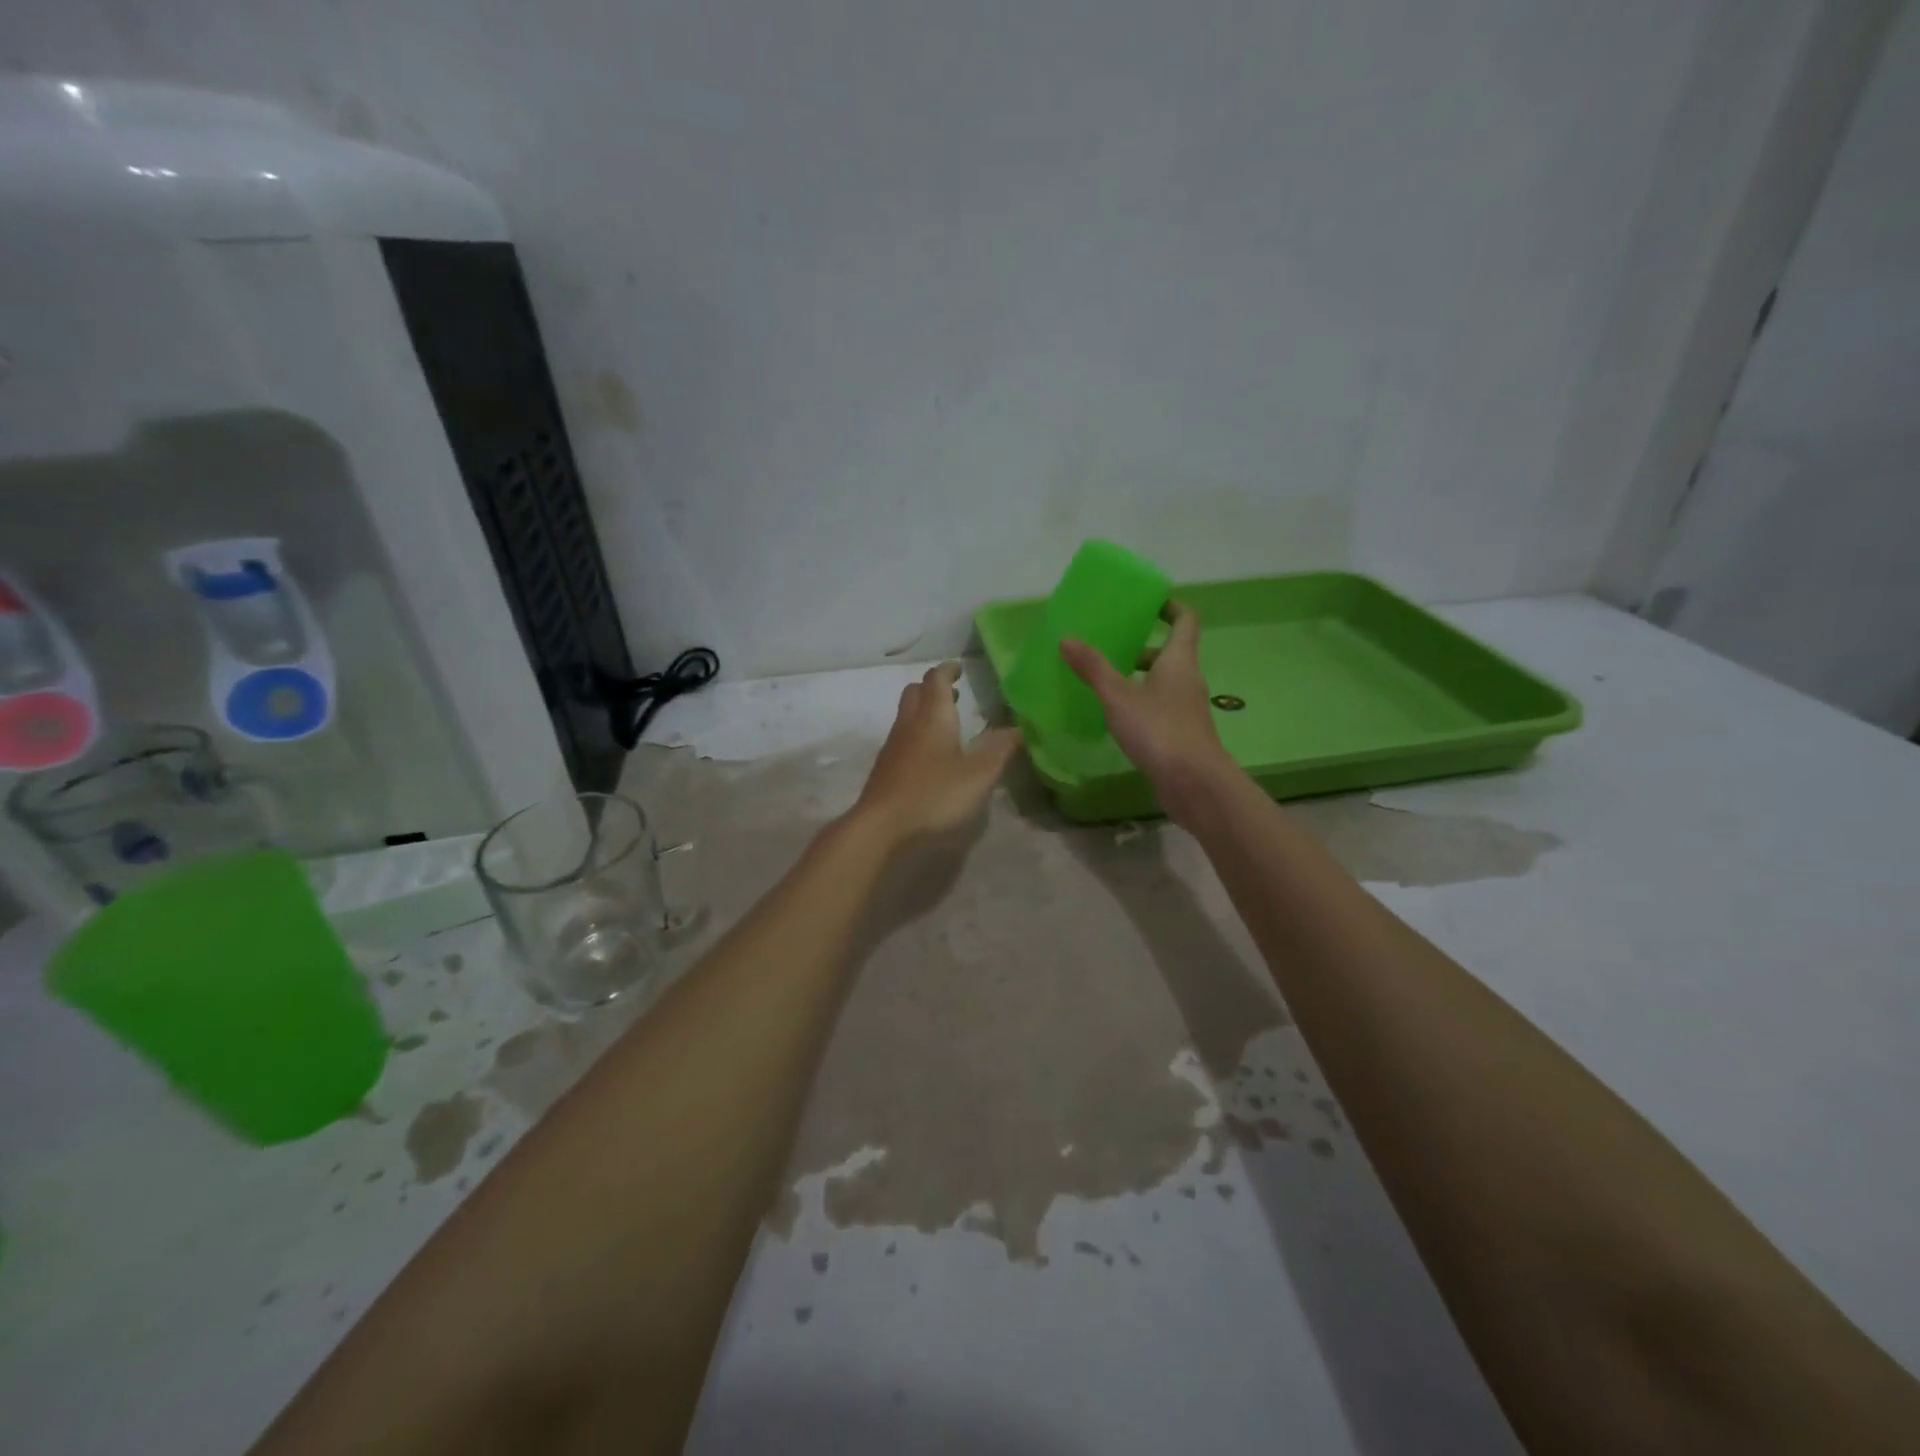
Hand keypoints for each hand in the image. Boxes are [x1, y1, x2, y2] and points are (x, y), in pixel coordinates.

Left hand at [852, 663, 1021, 846]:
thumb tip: (1019, 727)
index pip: (936, 680)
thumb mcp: (978, 775)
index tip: (959, 667)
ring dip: (924, 713)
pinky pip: (902, 741)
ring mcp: (893, 749)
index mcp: (932, 718)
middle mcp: (909, 726)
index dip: (947, 670)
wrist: (880, 829)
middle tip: (953, 693)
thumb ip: (1000, 749)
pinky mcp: (885, 772)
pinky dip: (917, 737)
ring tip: (947, 725)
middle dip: (933, 688)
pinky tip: (931, 759)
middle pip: (915, 694)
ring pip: (906, 717)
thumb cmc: (934, 795)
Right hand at [1061, 602, 1235, 816]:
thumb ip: (1094, 668)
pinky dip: (1142, 704)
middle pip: (1171, 653)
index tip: (1147, 603)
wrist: (1194, 783)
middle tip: (1113, 646)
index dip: (1169, 607)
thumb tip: (1067, 638)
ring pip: (1164, 683)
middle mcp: (1188, 679)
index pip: (1185, 620)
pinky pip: (1161, 707)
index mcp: (1179, 660)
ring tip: (1106, 681)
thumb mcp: (1118, 696)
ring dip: (1140, 677)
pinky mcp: (1182, 734)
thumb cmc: (1159, 729)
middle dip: (1143, 647)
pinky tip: (1117, 717)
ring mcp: (1187, 709)